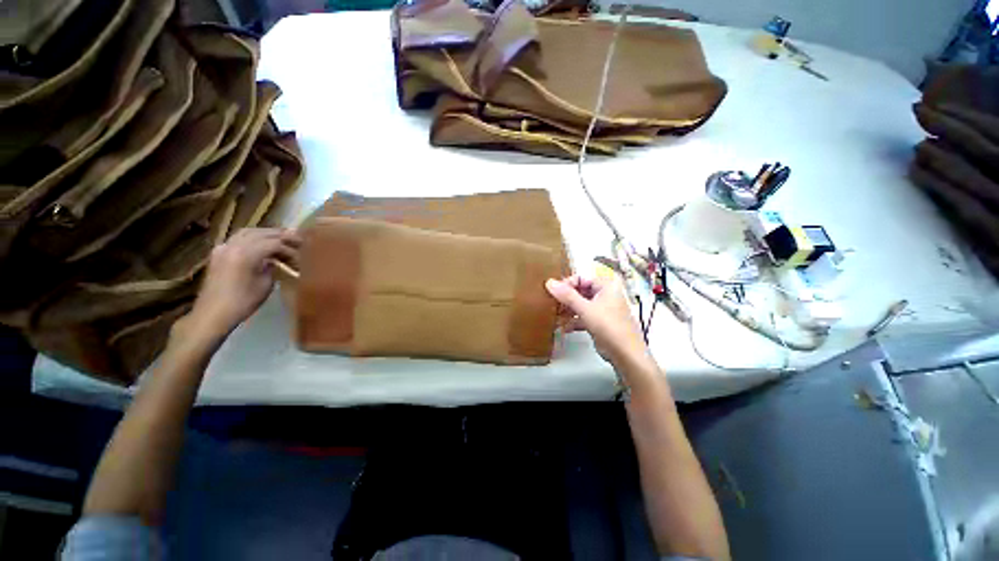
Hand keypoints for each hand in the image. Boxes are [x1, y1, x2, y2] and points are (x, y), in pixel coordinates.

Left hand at [186, 228, 300, 339]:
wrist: (213, 313)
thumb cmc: (243, 302)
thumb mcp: (265, 285)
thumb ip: (272, 267)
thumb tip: (276, 259)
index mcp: (246, 254)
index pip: (274, 243)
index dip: (289, 248)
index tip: (301, 254)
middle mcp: (233, 245)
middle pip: (261, 233)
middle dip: (280, 235)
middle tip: (297, 239)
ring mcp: (223, 247)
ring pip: (248, 232)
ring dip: (266, 234)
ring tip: (281, 238)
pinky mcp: (219, 253)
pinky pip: (238, 238)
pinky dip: (253, 238)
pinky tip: (261, 244)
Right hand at [546, 274, 647, 365]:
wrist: (626, 354)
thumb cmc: (608, 326)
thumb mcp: (585, 309)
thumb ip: (566, 295)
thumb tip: (549, 282)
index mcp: (606, 286)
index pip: (581, 278)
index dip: (566, 285)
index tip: (553, 293)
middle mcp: (605, 295)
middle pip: (580, 292)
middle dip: (566, 300)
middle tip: (552, 305)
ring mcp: (603, 309)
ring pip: (581, 305)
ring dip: (568, 311)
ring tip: (555, 317)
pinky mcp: (600, 323)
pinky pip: (584, 317)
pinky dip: (574, 321)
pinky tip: (564, 329)